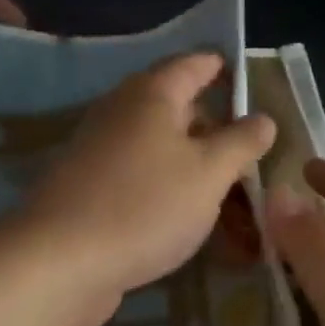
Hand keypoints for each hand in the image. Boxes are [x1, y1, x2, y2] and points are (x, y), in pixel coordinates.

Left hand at [19, 53, 274, 325]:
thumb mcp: (209, 173)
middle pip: (172, 102)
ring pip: (154, 141)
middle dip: (210, 118)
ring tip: (224, 177)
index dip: (222, 67)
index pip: (193, 64)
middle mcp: (120, 110)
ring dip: (188, 154)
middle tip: (247, 140)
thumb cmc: (145, 205)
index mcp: (151, 94)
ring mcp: (98, 148)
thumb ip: (240, 142)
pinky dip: (163, 180)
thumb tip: (263, 117)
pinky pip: (137, 171)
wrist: (60, 261)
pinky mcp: (87, 185)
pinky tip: (182, 208)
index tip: (249, 80)